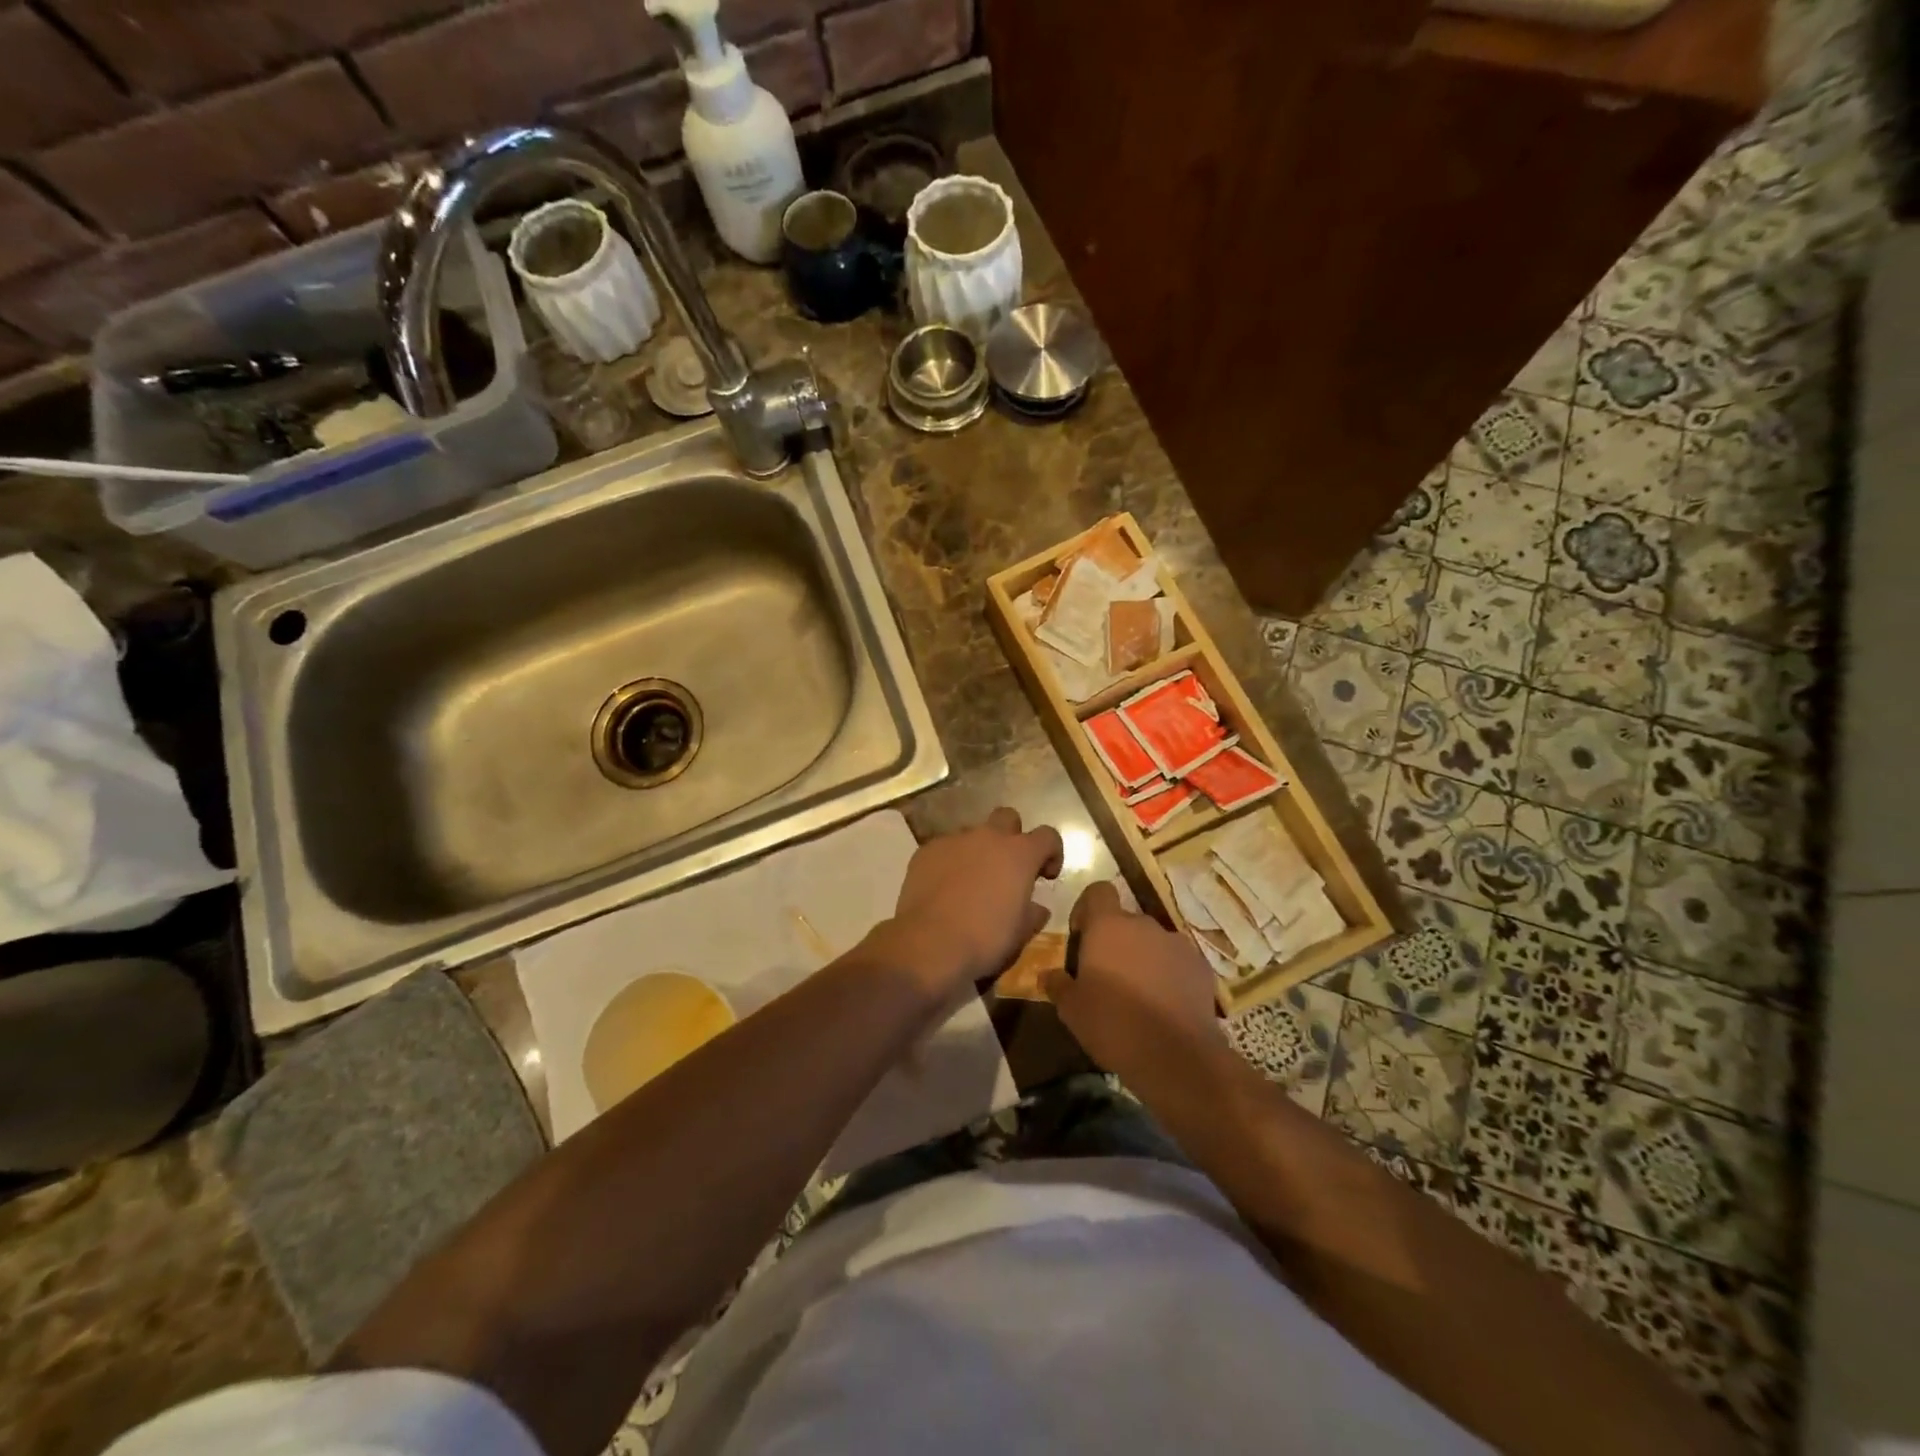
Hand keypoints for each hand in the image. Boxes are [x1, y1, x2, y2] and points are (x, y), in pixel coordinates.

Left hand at [871, 808, 1063, 996]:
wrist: (930, 944)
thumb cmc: (986, 938)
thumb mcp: (1021, 933)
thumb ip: (1033, 913)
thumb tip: (1036, 908)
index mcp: (1019, 853)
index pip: (1048, 835)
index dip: (1052, 853)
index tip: (1046, 876)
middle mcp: (988, 837)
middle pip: (1007, 818)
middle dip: (1012, 837)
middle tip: (1008, 868)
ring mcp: (954, 840)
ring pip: (972, 834)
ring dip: (978, 851)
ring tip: (971, 882)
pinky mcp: (926, 851)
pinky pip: (944, 849)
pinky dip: (949, 863)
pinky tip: (943, 889)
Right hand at [1042, 881, 1222, 1076]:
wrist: (1177, 1057)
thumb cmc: (1113, 1025)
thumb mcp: (1071, 1010)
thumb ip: (1058, 985)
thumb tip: (1049, 975)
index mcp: (1108, 926)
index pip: (1098, 891)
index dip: (1087, 909)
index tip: (1082, 937)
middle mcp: (1144, 925)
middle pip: (1125, 921)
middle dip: (1115, 941)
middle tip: (1107, 976)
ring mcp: (1177, 944)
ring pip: (1152, 942)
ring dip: (1143, 958)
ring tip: (1138, 995)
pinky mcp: (1201, 967)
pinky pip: (1177, 962)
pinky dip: (1169, 975)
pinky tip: (1164, 1006)